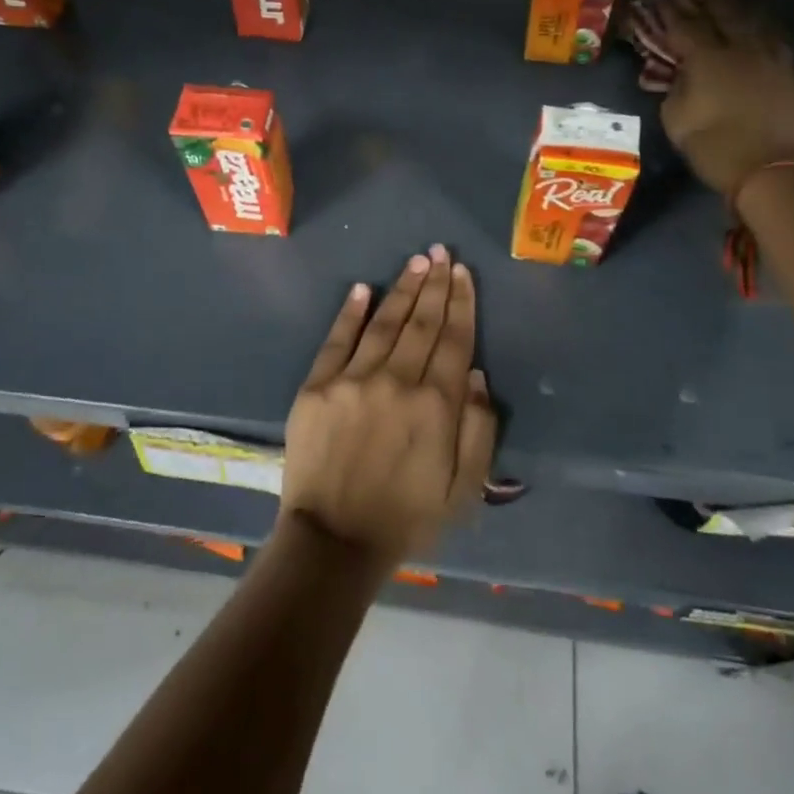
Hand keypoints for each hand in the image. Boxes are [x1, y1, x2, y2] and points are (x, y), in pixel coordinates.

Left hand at [278, 245, 496, 571]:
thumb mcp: (464, 490)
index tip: (463, 274)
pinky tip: (363, 288)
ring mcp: (353, 380)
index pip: (454, 341)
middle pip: (421, 323)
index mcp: (435, 405)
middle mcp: (397, 382)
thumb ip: (477, 430)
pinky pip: (336, 340)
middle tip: (442, 252)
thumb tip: (475, 375)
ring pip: (384, 323)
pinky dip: (350, 312)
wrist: (334, 541)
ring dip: (402, 289)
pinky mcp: (317, 387)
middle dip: (435, 285)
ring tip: (416, 261)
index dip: (461, 304)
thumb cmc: (406, 519)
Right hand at [659, 0, 793, 197]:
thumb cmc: (716, 149)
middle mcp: (745, 47)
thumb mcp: (677, 122)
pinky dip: (767, 36)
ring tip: (730, 2)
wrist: (775, 174)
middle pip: (725, 14)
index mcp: (709, 58)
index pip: (684, 26)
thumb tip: (680, 74)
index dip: (670, 11)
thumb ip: (675, 90)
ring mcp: (778, 58)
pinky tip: (764, 37)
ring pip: (757, 24)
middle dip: (707, 0)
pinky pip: (782, 45)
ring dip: (740, 12)